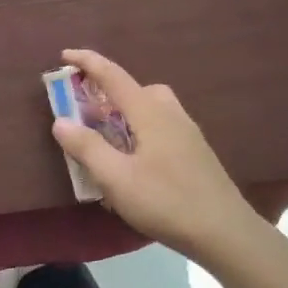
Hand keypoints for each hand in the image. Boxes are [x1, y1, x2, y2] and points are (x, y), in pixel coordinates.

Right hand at [51, 48, 259, 263]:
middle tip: (86, 111)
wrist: (226, 233)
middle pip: (137, 89)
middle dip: (109, 92)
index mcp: (150, 113)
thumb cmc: (166, 202)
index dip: (88, 62)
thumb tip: (61, 121)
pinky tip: (135, 161)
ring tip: (109, 139)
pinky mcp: (196, 153)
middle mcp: (171, 114)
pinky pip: (162, 127)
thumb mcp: (116, 178)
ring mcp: (188, 133)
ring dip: (127, 112)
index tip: (65, 55)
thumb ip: (87, 148)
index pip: (113, 76)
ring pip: (152, 108)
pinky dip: (141, 130)